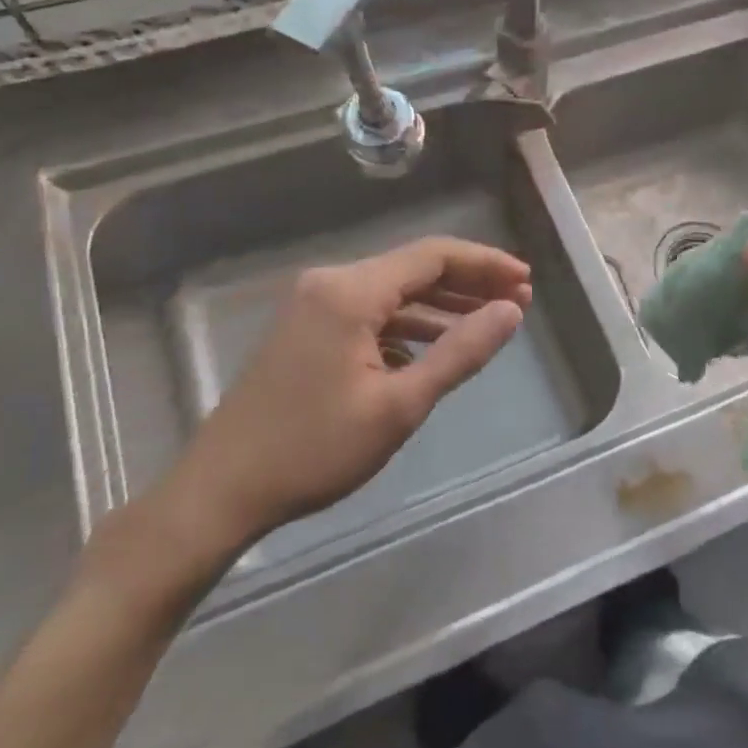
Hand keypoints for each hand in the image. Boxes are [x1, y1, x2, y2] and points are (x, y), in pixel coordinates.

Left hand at [159, 238, 530, 560]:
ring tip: (488, 321)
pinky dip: (409, 324)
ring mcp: (313, 305)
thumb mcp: (400, 405)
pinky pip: (371, 312)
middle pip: (414, 268)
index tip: (527, 281)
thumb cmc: (314, 449)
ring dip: (441, 304)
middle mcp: (330, 283)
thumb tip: (511, 312)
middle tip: (517, 302)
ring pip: (393, 291)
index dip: (486, 264)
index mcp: (351, 291)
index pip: (434, 256)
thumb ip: (460, 352)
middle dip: (469, 283)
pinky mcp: (306, 328)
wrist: (221, 491)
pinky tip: (434, 348)